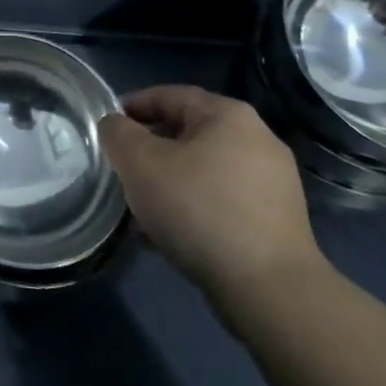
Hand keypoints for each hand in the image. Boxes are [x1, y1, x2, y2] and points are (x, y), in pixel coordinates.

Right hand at [100, 85, 325, 311]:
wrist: (269, 289)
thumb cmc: (198, 209)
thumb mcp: (139, 162)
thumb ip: (117, 133)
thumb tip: (116, 126)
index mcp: (228, 114)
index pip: (169, 95)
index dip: (132, 106)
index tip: (107, 129)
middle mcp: (258, 139)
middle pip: (187, 132)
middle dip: (150, 149)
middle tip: (122, 169)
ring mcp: (273, 181)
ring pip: (203, 168)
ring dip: (170, 180)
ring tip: (142, 207)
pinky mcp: (278, 220)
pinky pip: (222, 199)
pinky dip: (194, 206)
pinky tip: (172, 233)